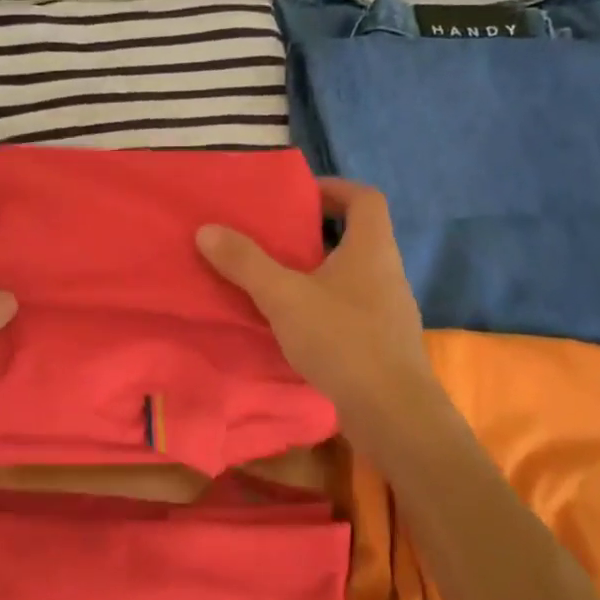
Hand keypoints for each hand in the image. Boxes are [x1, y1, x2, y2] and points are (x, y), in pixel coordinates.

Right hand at [197, 179, 437, 429]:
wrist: (392, 411)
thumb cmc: (342, 340)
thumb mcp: (284, 297)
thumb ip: (245, 262)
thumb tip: (207, 229)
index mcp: (372, 249)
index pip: (365, 198)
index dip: (335, 188)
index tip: (301, 194)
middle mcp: (387, 272)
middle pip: (359, 235)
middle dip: (318, 231)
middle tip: (277, 236)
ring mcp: (390, 309)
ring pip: (354, 274)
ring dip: (321, 269)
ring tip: (280, 278)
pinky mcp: (384, 341)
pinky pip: (353, 306)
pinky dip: (326, 303)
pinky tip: (298, 323)